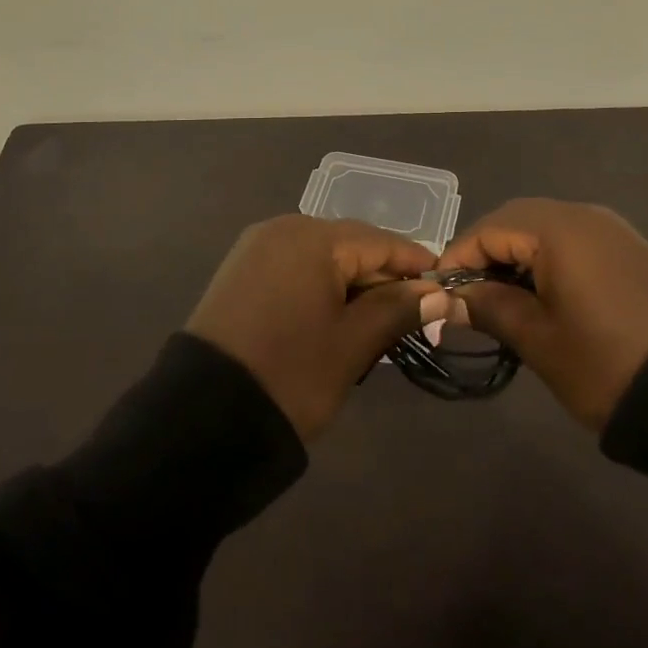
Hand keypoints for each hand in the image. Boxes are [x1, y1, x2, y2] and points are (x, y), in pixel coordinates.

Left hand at [187, 215, 452, 441]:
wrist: (202, 418)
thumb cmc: (290, 374)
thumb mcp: (352, 344)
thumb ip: (396, 309)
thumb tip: (437, 291)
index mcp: (312, 238)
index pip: (379, 241)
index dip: (415, 265)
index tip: (445, 287)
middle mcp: (282, 229)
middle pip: (350, 245)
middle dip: (382, 278)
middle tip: (414, 316)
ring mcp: (256, 249)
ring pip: (322, 258)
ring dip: (352, 285)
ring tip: (377, 323)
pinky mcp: (240, 272)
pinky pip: (295, 268)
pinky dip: (320, 287)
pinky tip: (335, 317)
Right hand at [435, 199, 647, 429]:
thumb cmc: (607, 363)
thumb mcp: (539, 340)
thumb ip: (489, 308)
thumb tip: (450, 298)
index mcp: (558, 229)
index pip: (489, 228)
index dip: (458, 258)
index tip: (439, 294)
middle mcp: (583, 215)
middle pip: (516, 220)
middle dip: (485, 254)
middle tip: (467, 297)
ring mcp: (610, 230)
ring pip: (544, 229)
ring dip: (516, 257)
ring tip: (500, 301)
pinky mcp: (627, 250)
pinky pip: (572, 241)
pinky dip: (546, 260)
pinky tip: (541, 296)